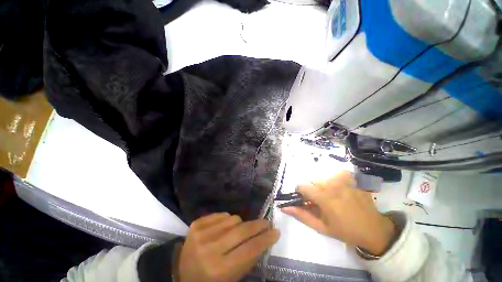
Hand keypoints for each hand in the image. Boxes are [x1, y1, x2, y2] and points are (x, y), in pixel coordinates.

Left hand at [178, 213, 279, 281]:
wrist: (181, 271)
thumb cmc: (210, 278)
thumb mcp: (232, 276)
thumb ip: (249, 258)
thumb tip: (265, 238)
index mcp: (219, 269)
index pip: (249, 249)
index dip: (265, 239)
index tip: (276, 231)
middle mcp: (210, 250)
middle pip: (242, 230)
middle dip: (258, 225)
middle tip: (266, 223)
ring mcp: (201, 234)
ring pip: (234, 219)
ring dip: (240, 224)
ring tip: (236, 232)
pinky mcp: (196, 223)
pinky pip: (222, 214)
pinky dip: (227, 220)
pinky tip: (223, 228)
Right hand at [281, 171, 395, 255]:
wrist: (373, 228)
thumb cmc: (345, 230)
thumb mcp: (321, 227)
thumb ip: (301, 215)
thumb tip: (283, 207)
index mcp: (324, 197)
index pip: (302, 185)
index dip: (300, 192)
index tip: (305, 199)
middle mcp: (332, 183)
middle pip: (311, 180)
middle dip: (311, 189)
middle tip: (319, 201)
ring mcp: (343, 178)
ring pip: (320, 177)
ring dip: (321, 186)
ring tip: (330, 197)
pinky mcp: (350, 176)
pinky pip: (332, 174)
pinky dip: (332, 181)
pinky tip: (339, 191)